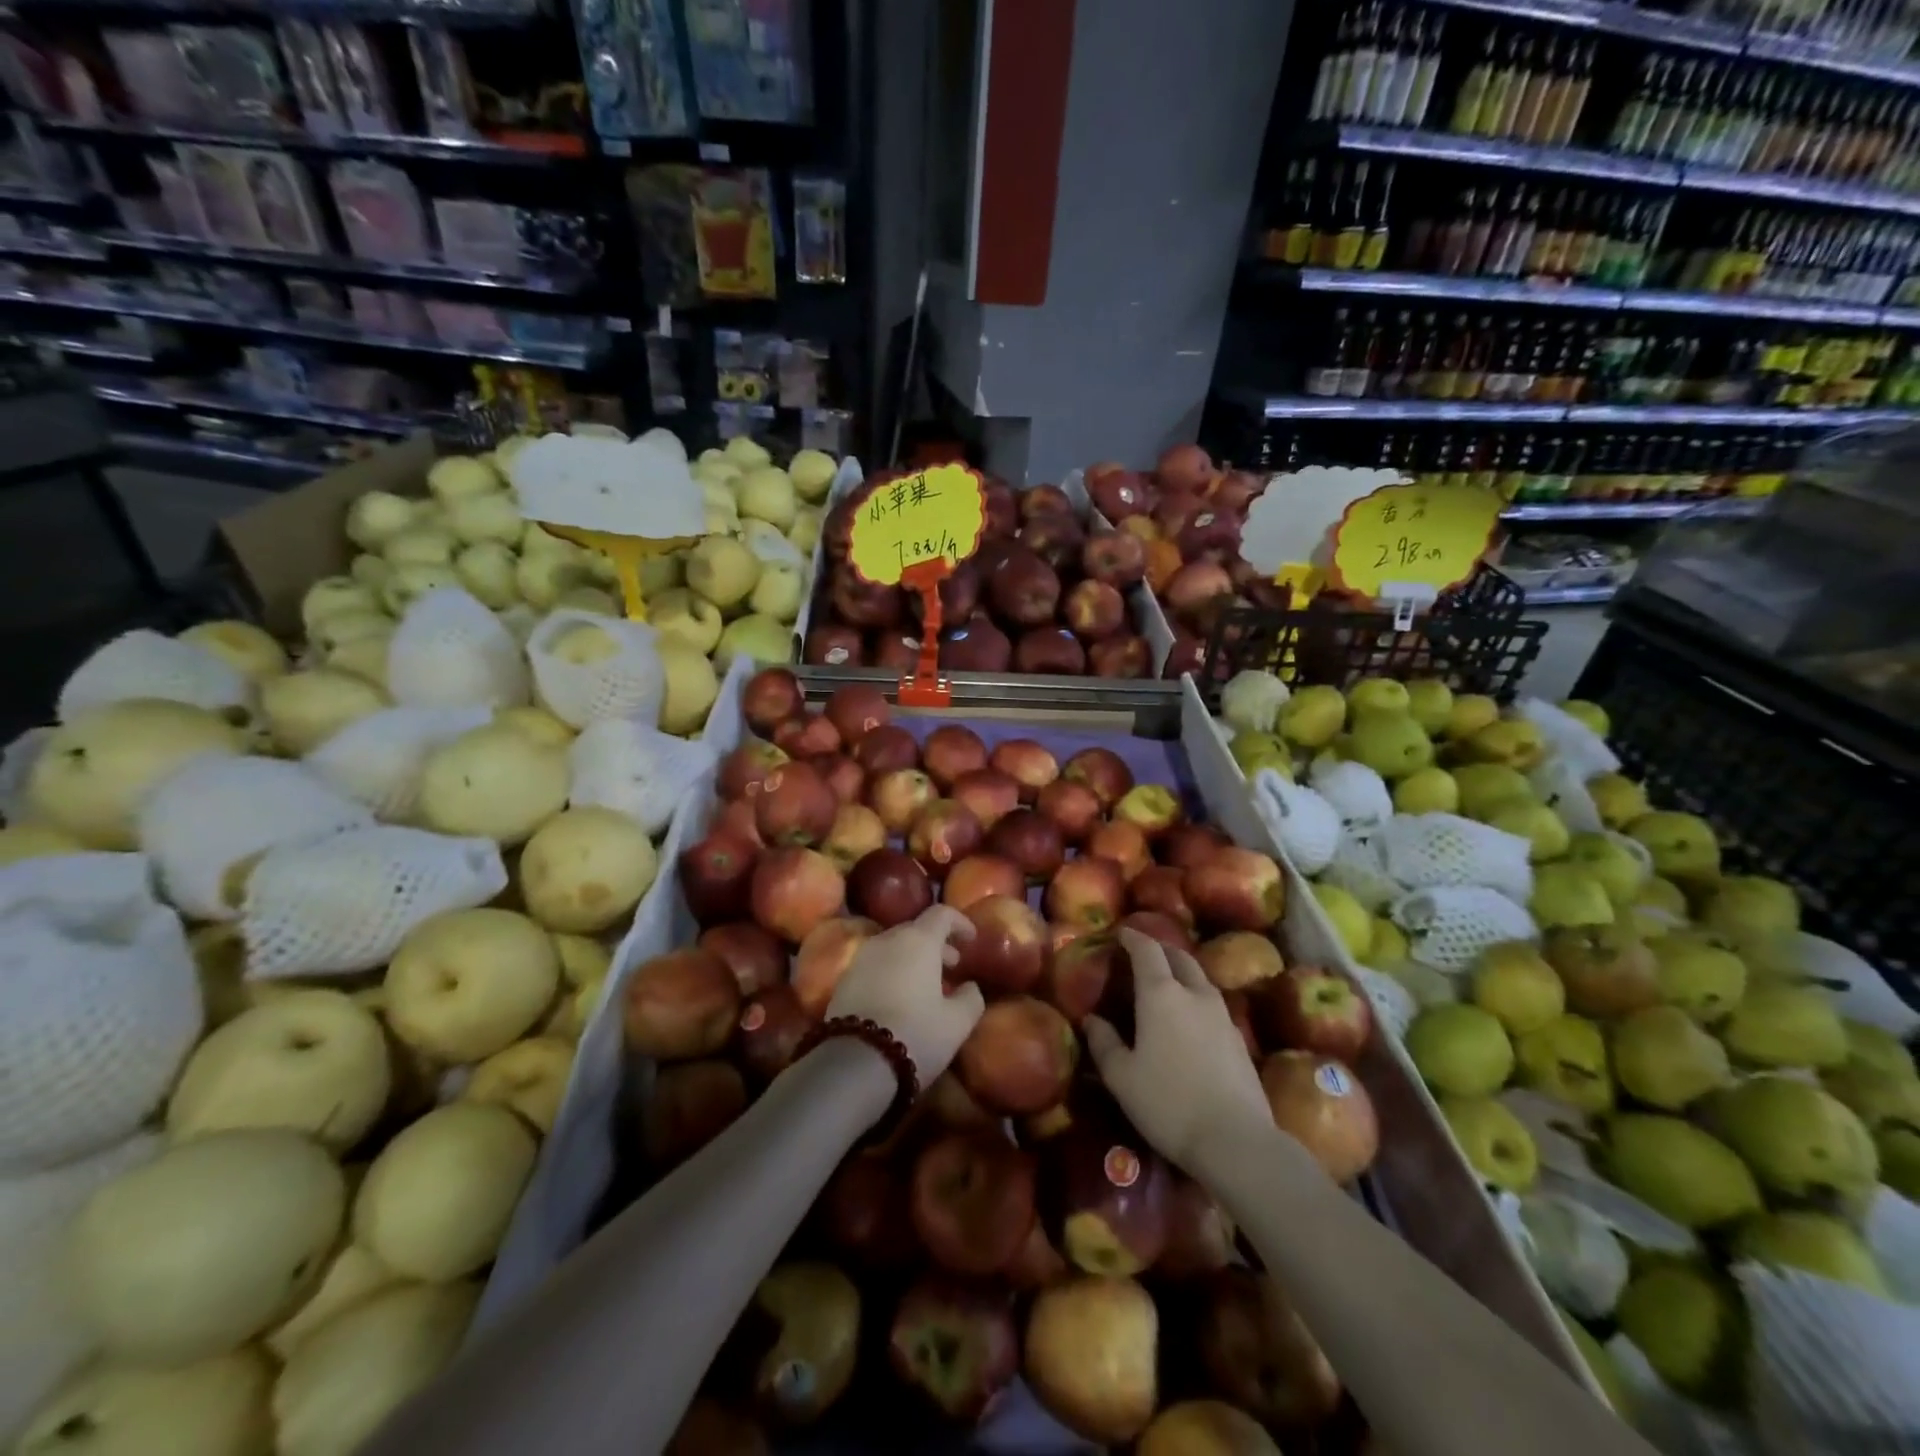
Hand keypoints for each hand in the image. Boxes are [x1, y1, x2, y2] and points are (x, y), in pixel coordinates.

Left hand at [827, 906, 983, 1084]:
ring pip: (893, 947)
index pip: (942, 914)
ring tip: (927, 985)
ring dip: (913, 958)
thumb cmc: (916, 1034)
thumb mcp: (957, 1023)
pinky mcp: (843, 980)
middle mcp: (887, 940)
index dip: (960, 922)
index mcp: (918, 940)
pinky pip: (875, 965)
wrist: (855, 1063)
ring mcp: (861, 958)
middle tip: (953, 965)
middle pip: (916, 929)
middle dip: (937, 943)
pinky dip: (893, 971)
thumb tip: (971, 986)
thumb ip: (971, 998)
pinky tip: (900, 999)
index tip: (972, 939)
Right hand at [1085, 928, 1273, 1175]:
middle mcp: (1194, 994)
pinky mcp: (1238, 1039)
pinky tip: (1191, 1018)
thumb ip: (1104, 1043)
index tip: (1121, 933)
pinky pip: (1213, 1003)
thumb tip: (1092, 1020)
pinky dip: (1197, 997)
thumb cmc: (1168, 1103)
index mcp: (1161, 994)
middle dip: (1160, 949)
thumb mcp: (1122, 1077)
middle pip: (1179, 957)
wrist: (1236, 1140)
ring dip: (1182, 971)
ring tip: (1167, 982)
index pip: (1147, 950)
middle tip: (1144, 953)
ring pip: (1200, 978)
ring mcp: (1222, 1015)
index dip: (1133, 937)